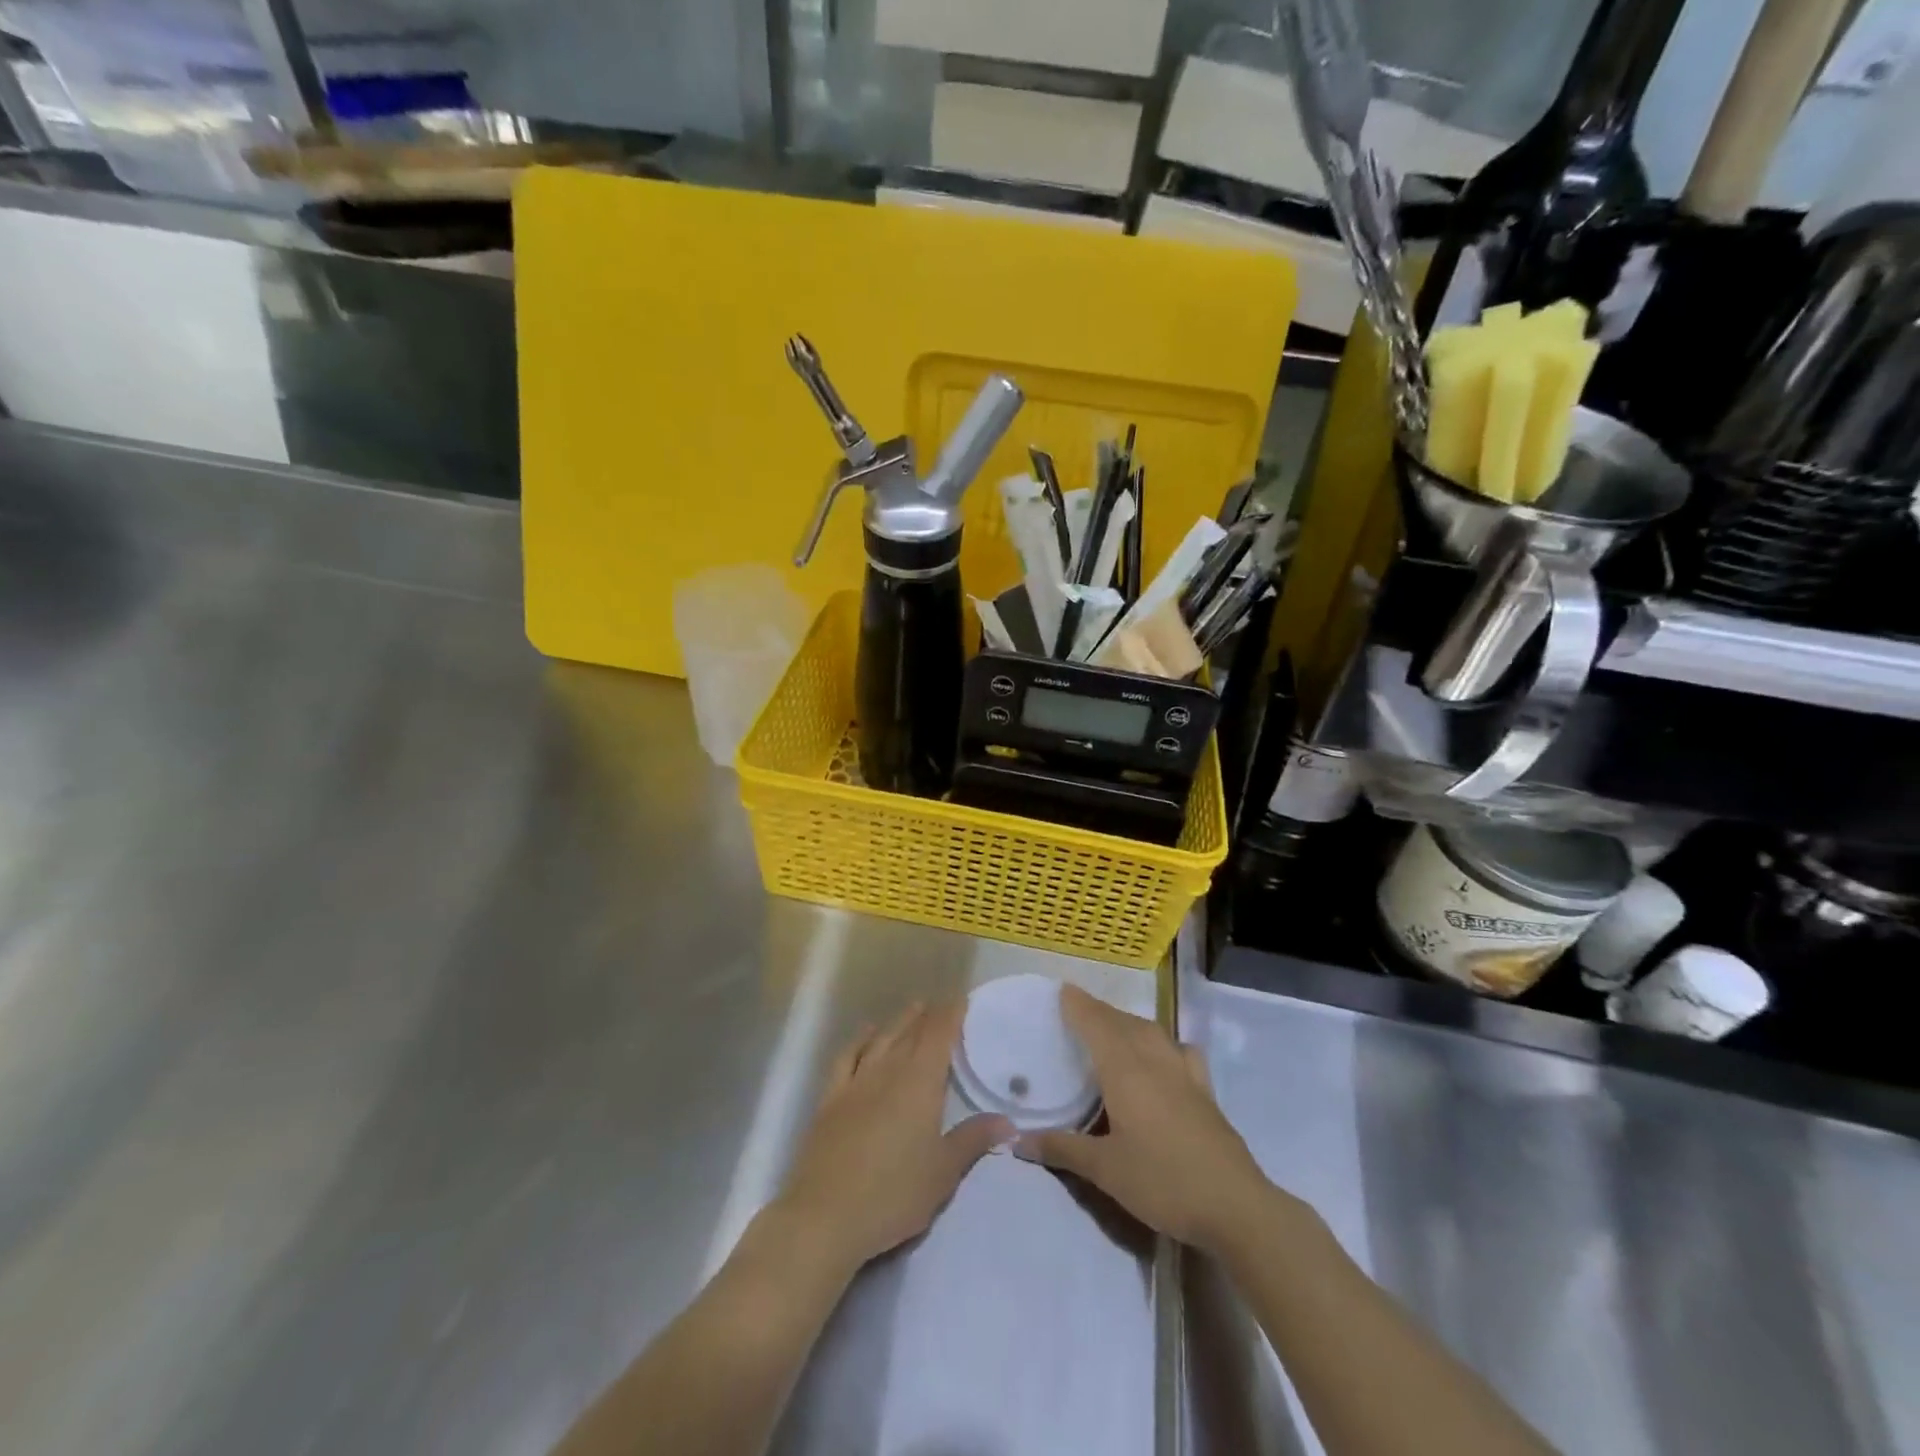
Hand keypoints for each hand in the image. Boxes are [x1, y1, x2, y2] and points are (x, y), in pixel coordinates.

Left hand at [774, 1003, 1009, 1276]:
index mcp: (920, 1083)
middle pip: (911, 1033)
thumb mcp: (943, 1172)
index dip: (951, 1015)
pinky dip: (859, 1041)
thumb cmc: (893, 1194)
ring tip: (913, 1009)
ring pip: (882, 1040)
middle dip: (928, 1016)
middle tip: (941, 1004)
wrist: (825, 1215)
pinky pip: (848, 1058)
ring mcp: (856, 1083)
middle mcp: (889, 1071)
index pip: (939, 1036)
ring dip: (899, 1022)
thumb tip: (1008, 1122)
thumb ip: (973, 1140)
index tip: (962, 1000)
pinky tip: (866, 1034)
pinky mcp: (831, 1099)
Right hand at [1016, 985, 1274, 1253]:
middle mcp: (1154, 1060)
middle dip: (1098, 1012)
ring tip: (1112, 1029)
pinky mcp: (1205, 1090)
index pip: (1097, 1023)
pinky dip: (1163, 1042)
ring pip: (1151, 1031)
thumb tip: (1017, 1140)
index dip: (1079, 1005)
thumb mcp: (1104, 1170)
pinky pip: (1179, 1050)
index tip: (1061, 990)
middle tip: (1077, 1012)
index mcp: (1125, 1069)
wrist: (1234, 1206)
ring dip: (1128, 1023)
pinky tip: (1164, 1056)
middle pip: (1122, 1022)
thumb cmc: (1162, 1181)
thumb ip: (1061, 1149)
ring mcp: (1184, 1072)